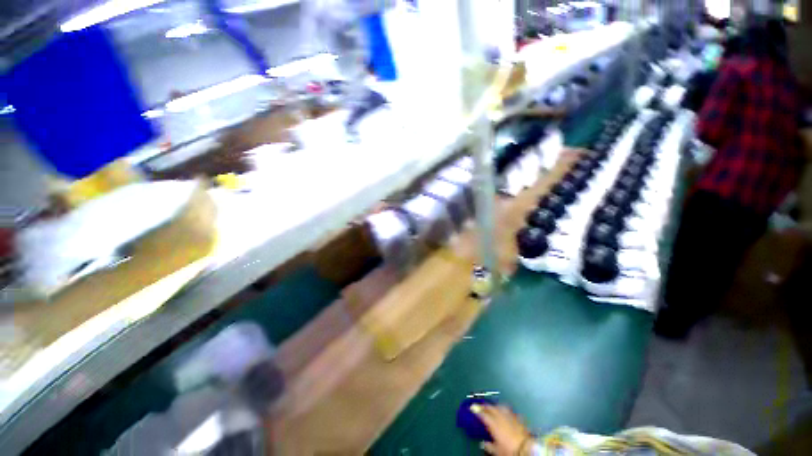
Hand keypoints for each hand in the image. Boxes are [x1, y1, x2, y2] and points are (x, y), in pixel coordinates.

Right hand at [472, 404, 533, 455]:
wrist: (527, 449)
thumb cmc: (510, 450)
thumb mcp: (497, 450)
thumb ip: (488, 445)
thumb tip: (483, 443)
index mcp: (493, 423)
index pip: (483, 413)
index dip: (476, 409)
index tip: (472, 407)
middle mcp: (501, 416)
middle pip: (491, 407)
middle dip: (485, 405)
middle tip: (480, 405)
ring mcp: (510, 416)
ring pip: (500, 406)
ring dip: (495, 405)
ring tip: (492, 406)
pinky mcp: (518, 418)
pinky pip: (509, 410)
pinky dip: (505, 409)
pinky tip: (505, 412)